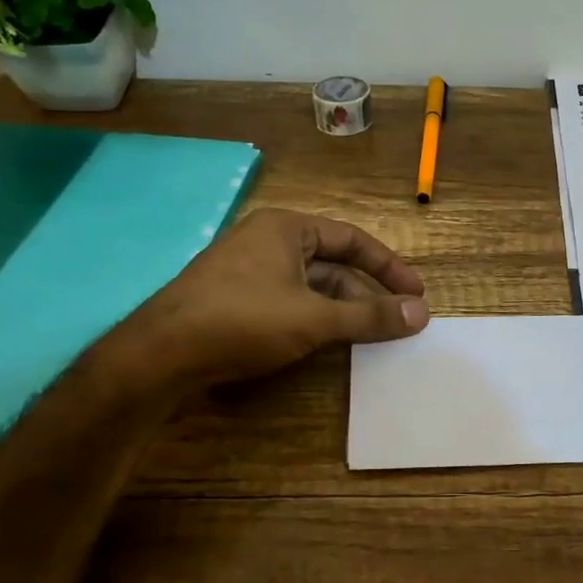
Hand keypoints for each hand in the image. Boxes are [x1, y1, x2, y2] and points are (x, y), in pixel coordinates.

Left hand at [107, 208, 428, 385]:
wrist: (160, 354)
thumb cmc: (243, 320)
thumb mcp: (315, 318)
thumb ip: (369, 316)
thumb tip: (422, 313)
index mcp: (286, 228)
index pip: (352, 240)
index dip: (389, 267)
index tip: (416, 295)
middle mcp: (267, 241)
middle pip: (332, 264)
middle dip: (365, 293)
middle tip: (397, 321)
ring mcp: (247, 271)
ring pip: (309, 286)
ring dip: (341, 310)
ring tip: (369, 337)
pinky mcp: (234, 300)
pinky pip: (287, 303)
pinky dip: (313, 320)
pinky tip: (326, 344)